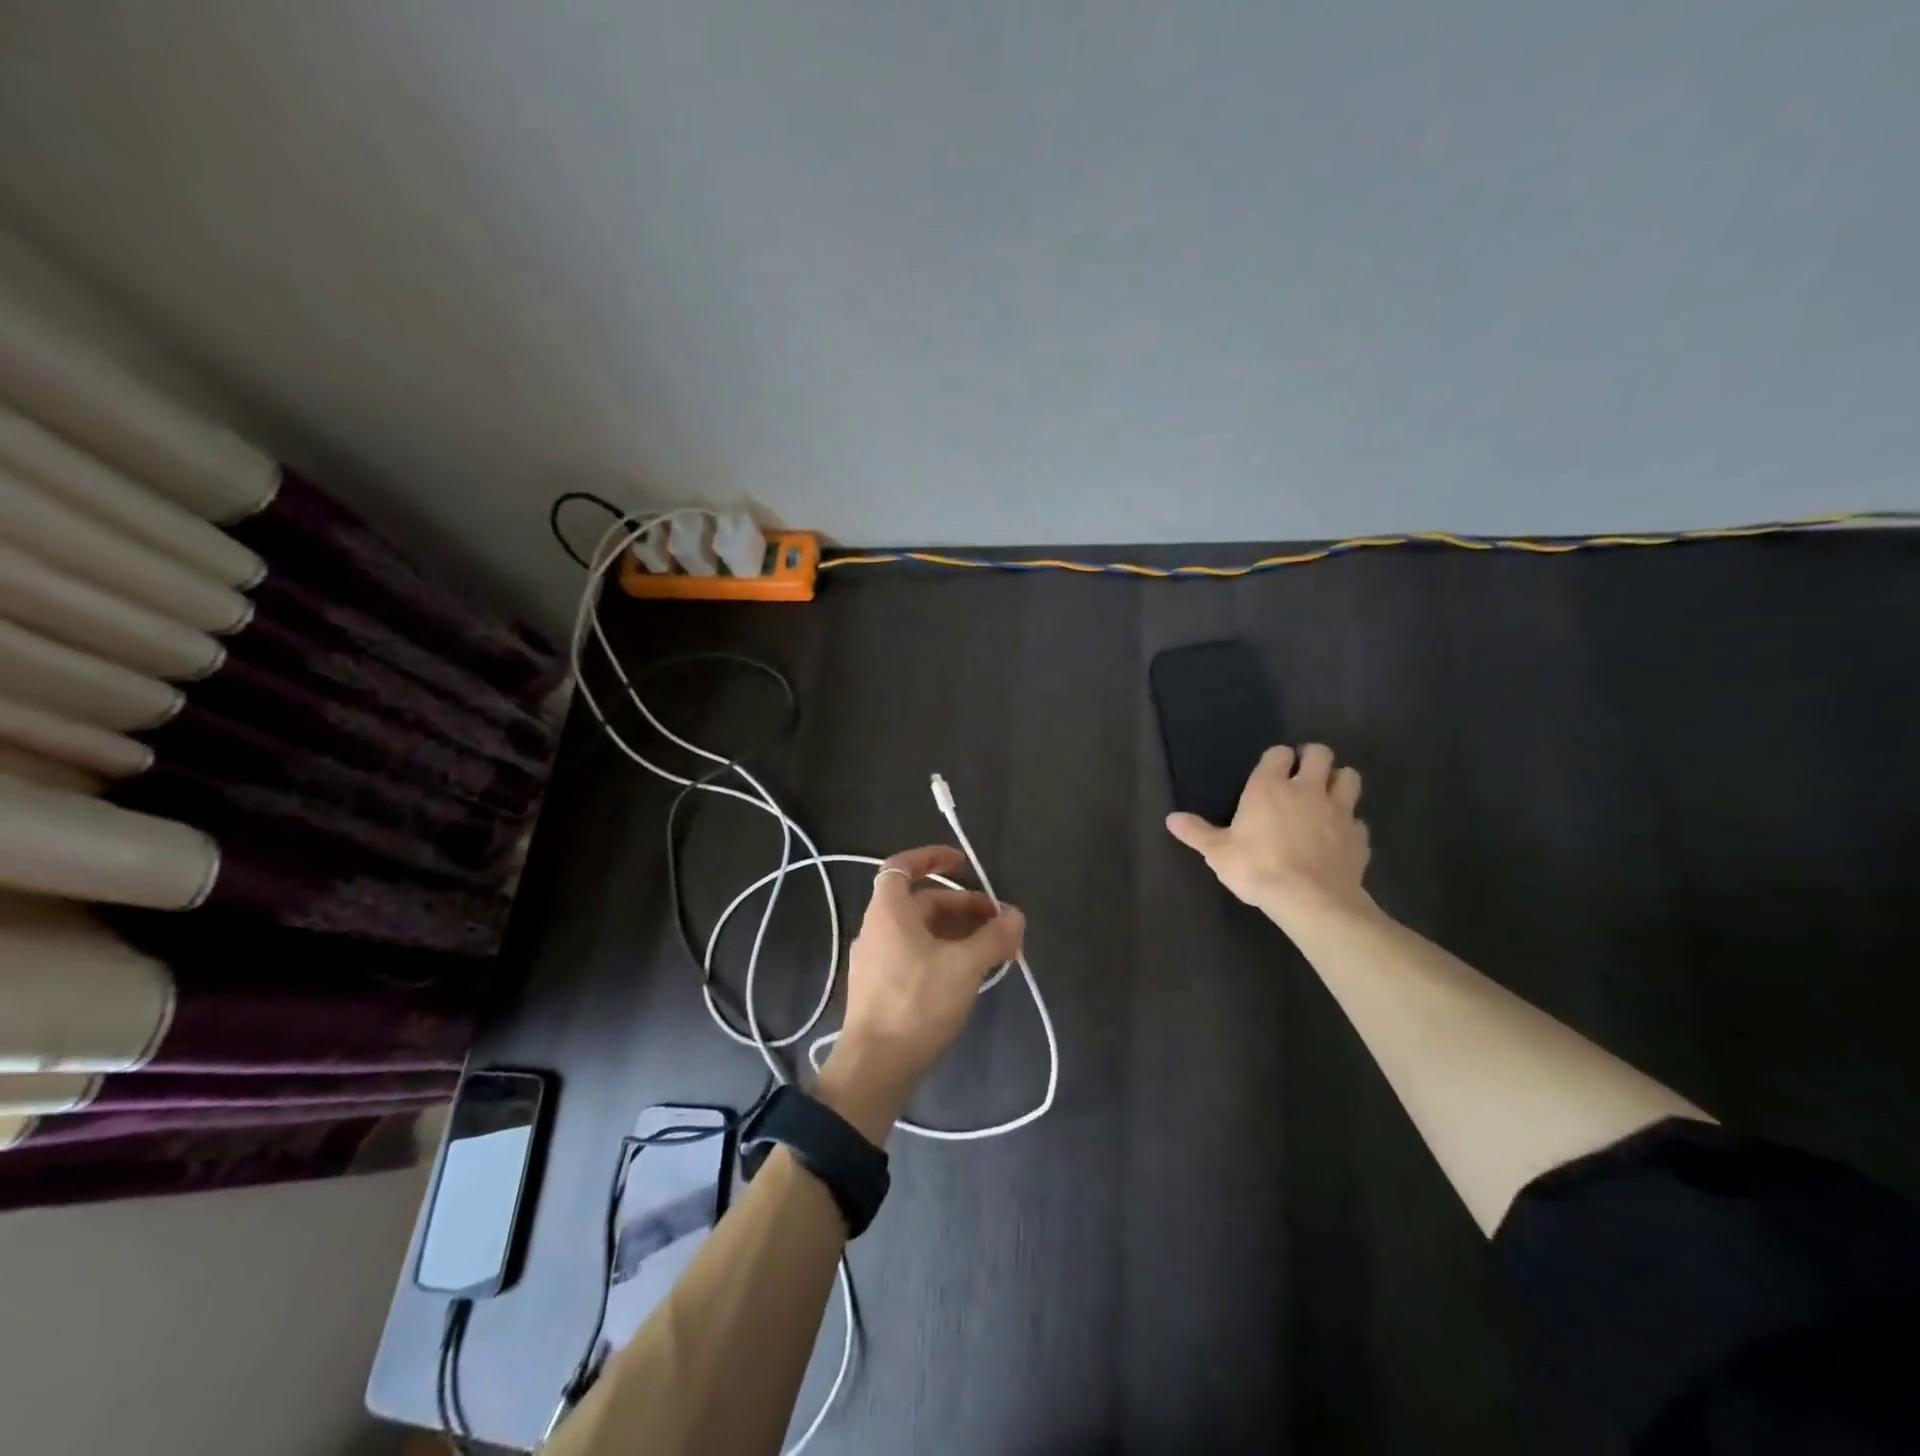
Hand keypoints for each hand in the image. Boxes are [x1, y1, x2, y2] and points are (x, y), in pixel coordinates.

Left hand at [816, 845, 1025, 1142]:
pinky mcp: (882, 987)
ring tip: (992, 949)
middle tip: (998, 922)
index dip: (932, 857)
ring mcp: (877, 960)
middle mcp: (878, 929)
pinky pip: (916, 955)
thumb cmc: (917, 1003)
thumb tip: (1016, 916)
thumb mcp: (964, 967)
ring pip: (921, 931)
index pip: (902, 866)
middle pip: (921, 902)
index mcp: (889, 911)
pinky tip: (969, 974)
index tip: (965, 864)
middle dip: (962, 905)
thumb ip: (994, 938)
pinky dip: (944, 953)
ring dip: (957, 932)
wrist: (875, 1067)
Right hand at [1165, 744, 1370, 925]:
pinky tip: (1340, 837)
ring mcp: (1339, 810)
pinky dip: (1350, 824)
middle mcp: (1307, 789)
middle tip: (1305, 774)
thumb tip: (1171, 818)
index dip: (1278, 758)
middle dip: (1315, 759)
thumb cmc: (1256, 868)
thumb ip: (1196, 832)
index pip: (1280, 753)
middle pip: (1322, 754)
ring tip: (1328, 796)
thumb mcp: (1217, 852)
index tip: (1274, 769)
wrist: (1310, 899)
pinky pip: (1358, 820)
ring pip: (1350, 778)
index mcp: (1269, 787)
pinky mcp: (1358, 836)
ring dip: (1340, 782)